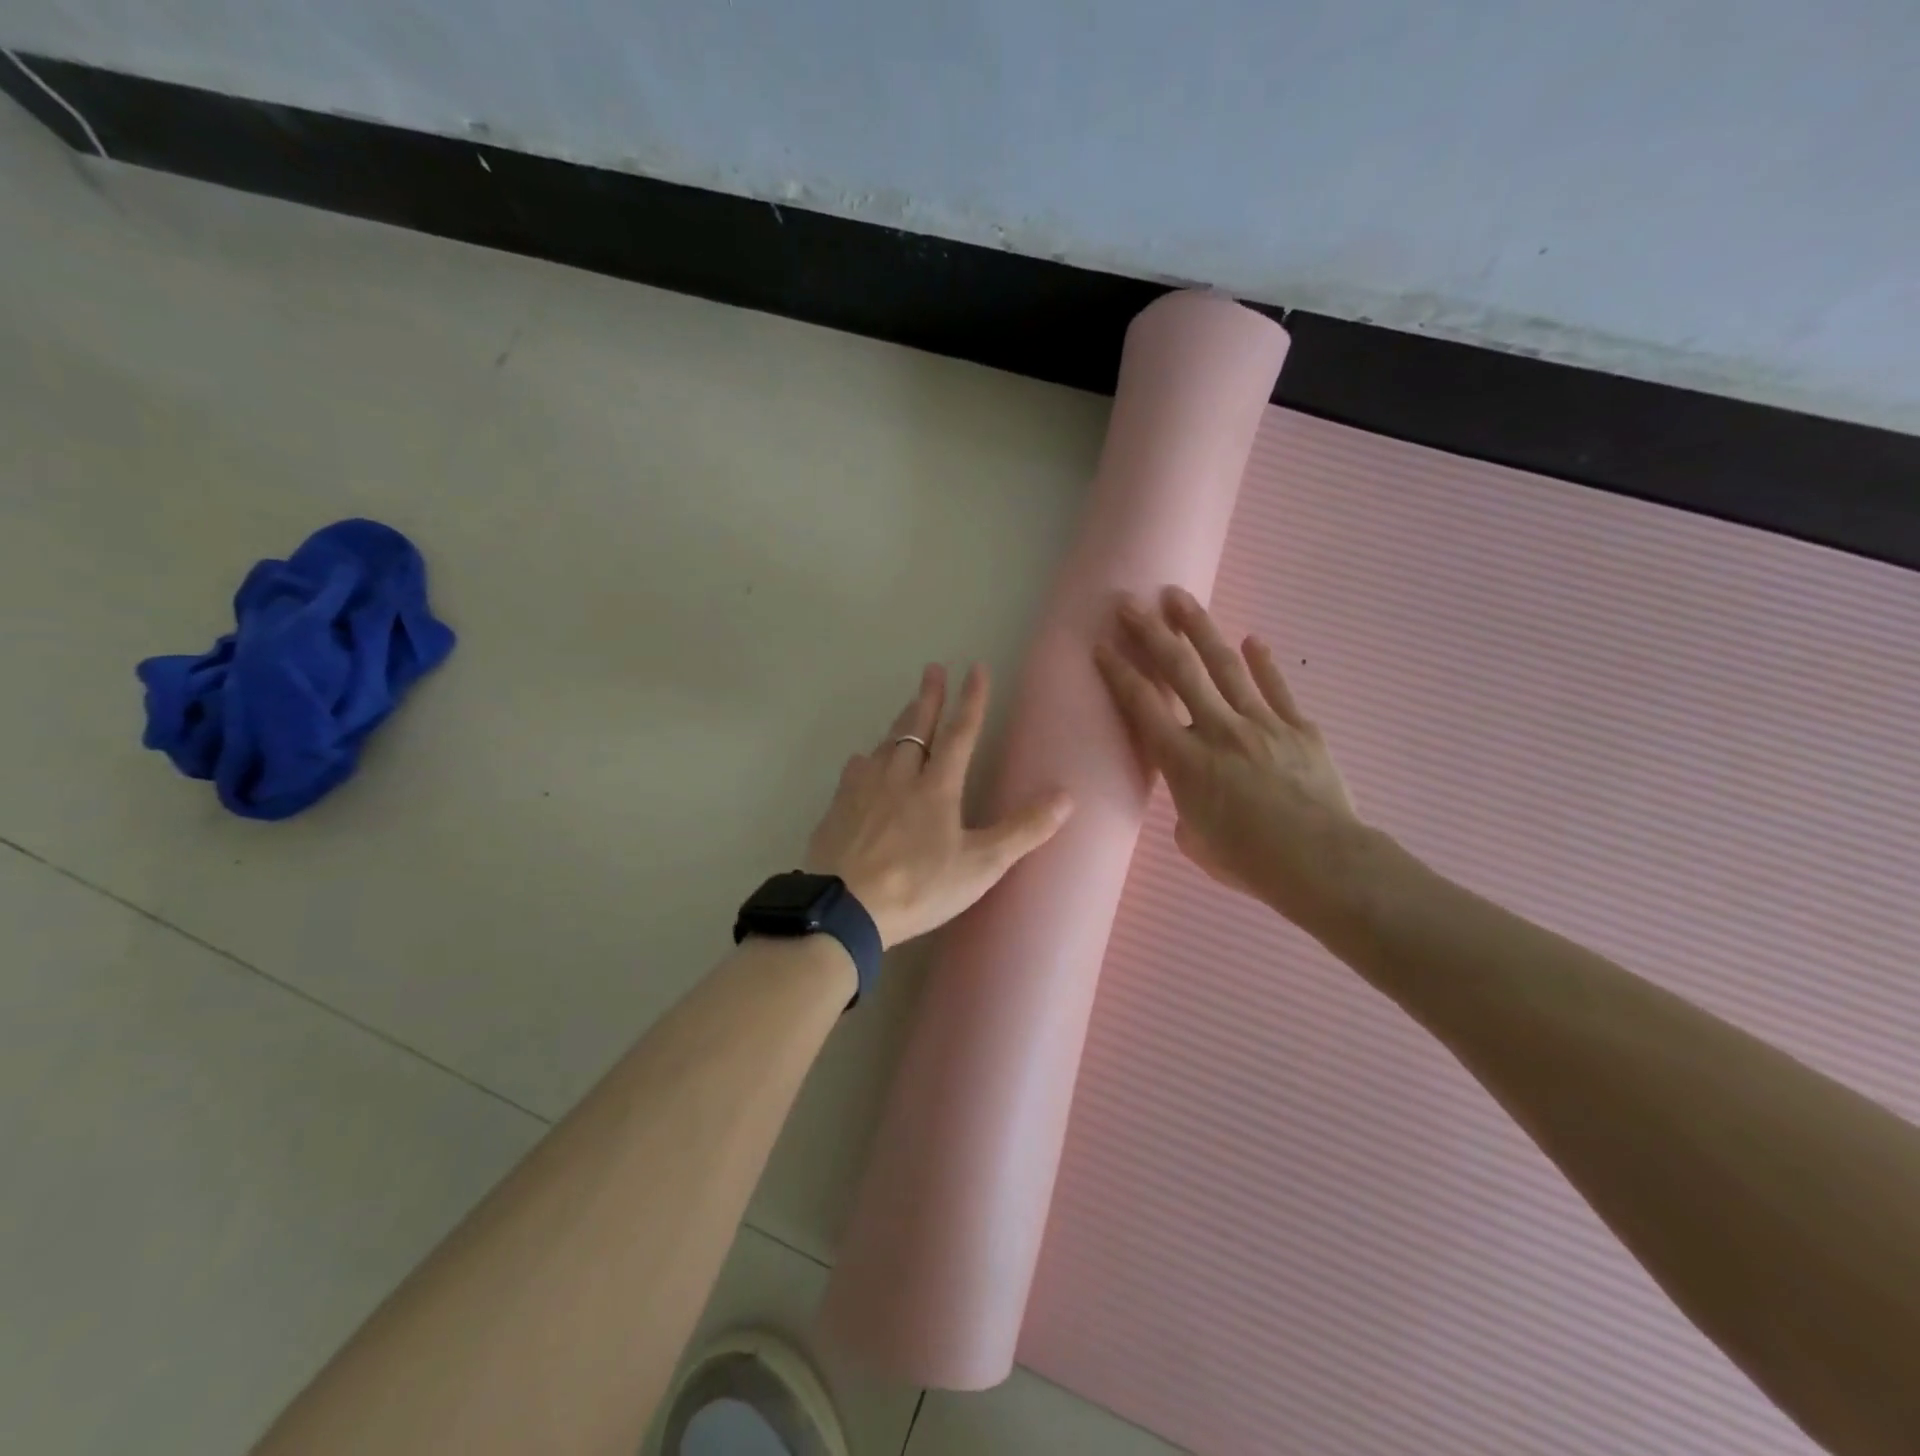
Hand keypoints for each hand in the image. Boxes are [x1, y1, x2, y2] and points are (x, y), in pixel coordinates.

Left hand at [805, 663, 1072, 948]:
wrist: (843, 908)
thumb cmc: (918, 887)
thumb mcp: (980, 865)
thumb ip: (1023, 830)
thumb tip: (1067, 796)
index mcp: (937, 787)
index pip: (960, 733)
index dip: (972, 700)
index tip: (976, 668)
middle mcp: (899, 777)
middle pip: (916, 728)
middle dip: (929, 697)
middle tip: (932, 668)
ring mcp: (863, 790)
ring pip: (885, 745)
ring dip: (900, 723)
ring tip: (906, 707)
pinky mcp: (838, 808)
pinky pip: (855, 771)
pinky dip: (866, 759)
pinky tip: (863, 761)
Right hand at [1093, 587, 1364, 927]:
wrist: (1321, 863)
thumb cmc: (1249, 862)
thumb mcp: (1197, 842)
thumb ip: (1188, 810)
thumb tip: (1198, 799)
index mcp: (1184, 761)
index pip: (1142, 706)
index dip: (1119, 673)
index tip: (1102, 646)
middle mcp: (1217, 730)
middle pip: (1179, 672)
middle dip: (1151, 634)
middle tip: (1131, 603)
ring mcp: (1261, 724)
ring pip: (1225, 666)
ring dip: (1199, 629)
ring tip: (1180, 599)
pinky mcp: (1299, 728)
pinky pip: (1276, 689)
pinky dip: (1263, 663)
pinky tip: (1252, 639)